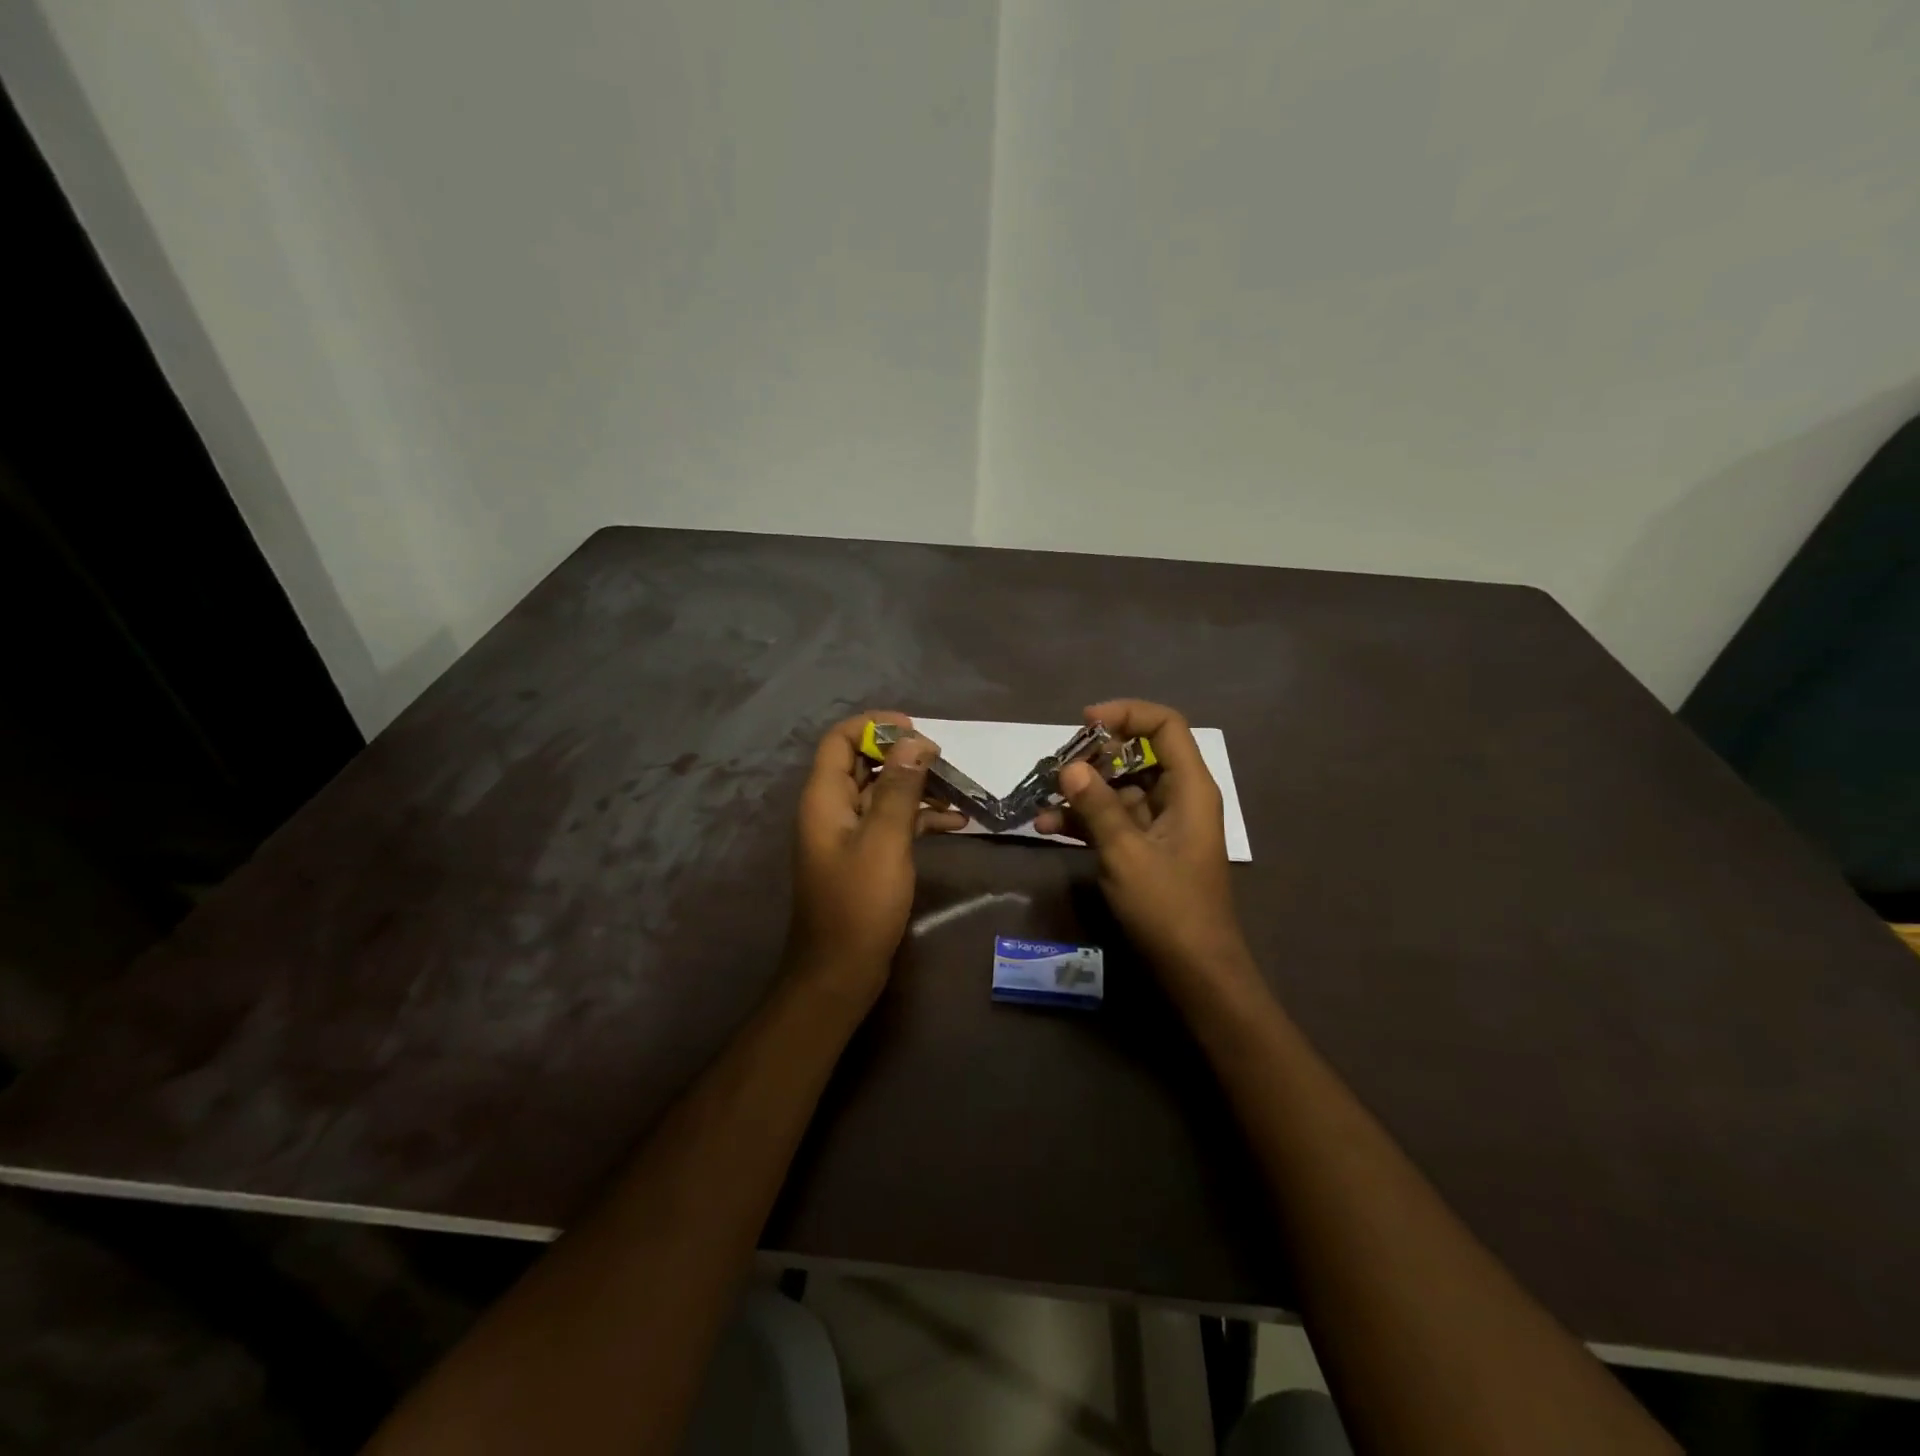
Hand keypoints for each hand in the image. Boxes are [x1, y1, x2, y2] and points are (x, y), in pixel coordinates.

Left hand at [786, 712, 967, 1008]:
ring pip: (882, 792)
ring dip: (917, 786)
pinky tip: (956, 823)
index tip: (916, 729)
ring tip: (958, 788)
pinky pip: (892, 823)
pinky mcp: (865, 856)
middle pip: (863, 763)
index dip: (874, 725)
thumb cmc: (860, 903)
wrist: (840, 970)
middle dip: (903, 755)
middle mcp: (832, 808)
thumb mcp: (884, 840)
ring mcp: (848, 834)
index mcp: (825, 797)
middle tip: (944, 759)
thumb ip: (899, 788)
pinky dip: (919, 817)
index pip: (840, 739)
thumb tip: (915, 741)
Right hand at [1033, 700, 1257, 1002]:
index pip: (1166, 726)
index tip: (1085, 723)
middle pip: (1138, 754)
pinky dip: (1086, 820)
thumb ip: (1098, 806)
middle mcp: (1179, 798)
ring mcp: (1161, 824)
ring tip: (1043, 799)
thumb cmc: (1168, 907)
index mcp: (1190, 788)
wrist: (1194, 970)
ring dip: (1083, 791)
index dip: (1127, 714)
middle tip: (1056, 767)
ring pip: (1120, 788)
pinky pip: (1114, 819)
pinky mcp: (1146, 848)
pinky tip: (1048, 827)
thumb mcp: (1126, 852)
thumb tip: (1069, 767)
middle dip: (1095, 756)